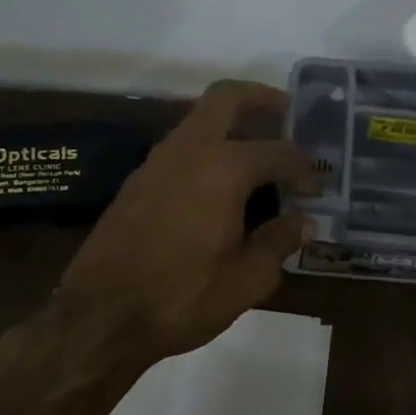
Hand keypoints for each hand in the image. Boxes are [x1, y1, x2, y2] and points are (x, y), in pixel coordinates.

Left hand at [48, 80, 319, 378]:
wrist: (100, 317)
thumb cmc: (182, 297)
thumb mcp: (247, 279)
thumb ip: (279, 242)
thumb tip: (303, 222)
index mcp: (224, 169)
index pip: (278, 152)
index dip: (304, 168)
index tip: (315, 190)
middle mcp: (189, 150)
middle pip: (227, 97)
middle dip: (261, 97)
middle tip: (287, 113)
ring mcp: (157, 161)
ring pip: (200, 119)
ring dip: (231, 124)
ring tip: (258, 154)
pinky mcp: (138, 181)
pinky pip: (182, 146)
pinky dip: (208, 148)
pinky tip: (221, 185)